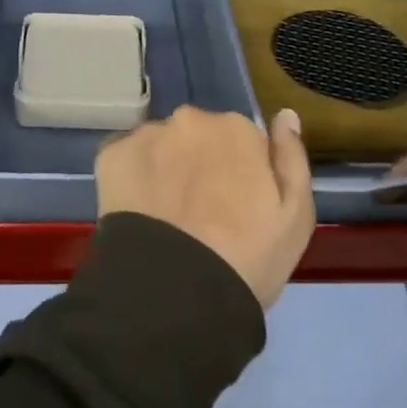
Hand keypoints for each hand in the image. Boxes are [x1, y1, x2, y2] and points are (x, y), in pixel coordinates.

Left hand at [97, 106, 315, 310]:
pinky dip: (132, 177)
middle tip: (199, 213)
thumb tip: (284, 115)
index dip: (238, 173)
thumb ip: (291, 157)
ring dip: (164, 168)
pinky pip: (126, 158)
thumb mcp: (295, 216)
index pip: (240, 140)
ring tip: (165, 216)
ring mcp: (147, 135)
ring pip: (160, 146)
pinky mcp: (111, 155)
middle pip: (197, 136)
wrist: (174, 292)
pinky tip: (139, 211)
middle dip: (199, 163)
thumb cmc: (247, 258)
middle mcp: (190, 119)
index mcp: (237, 128)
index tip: (235, 206)